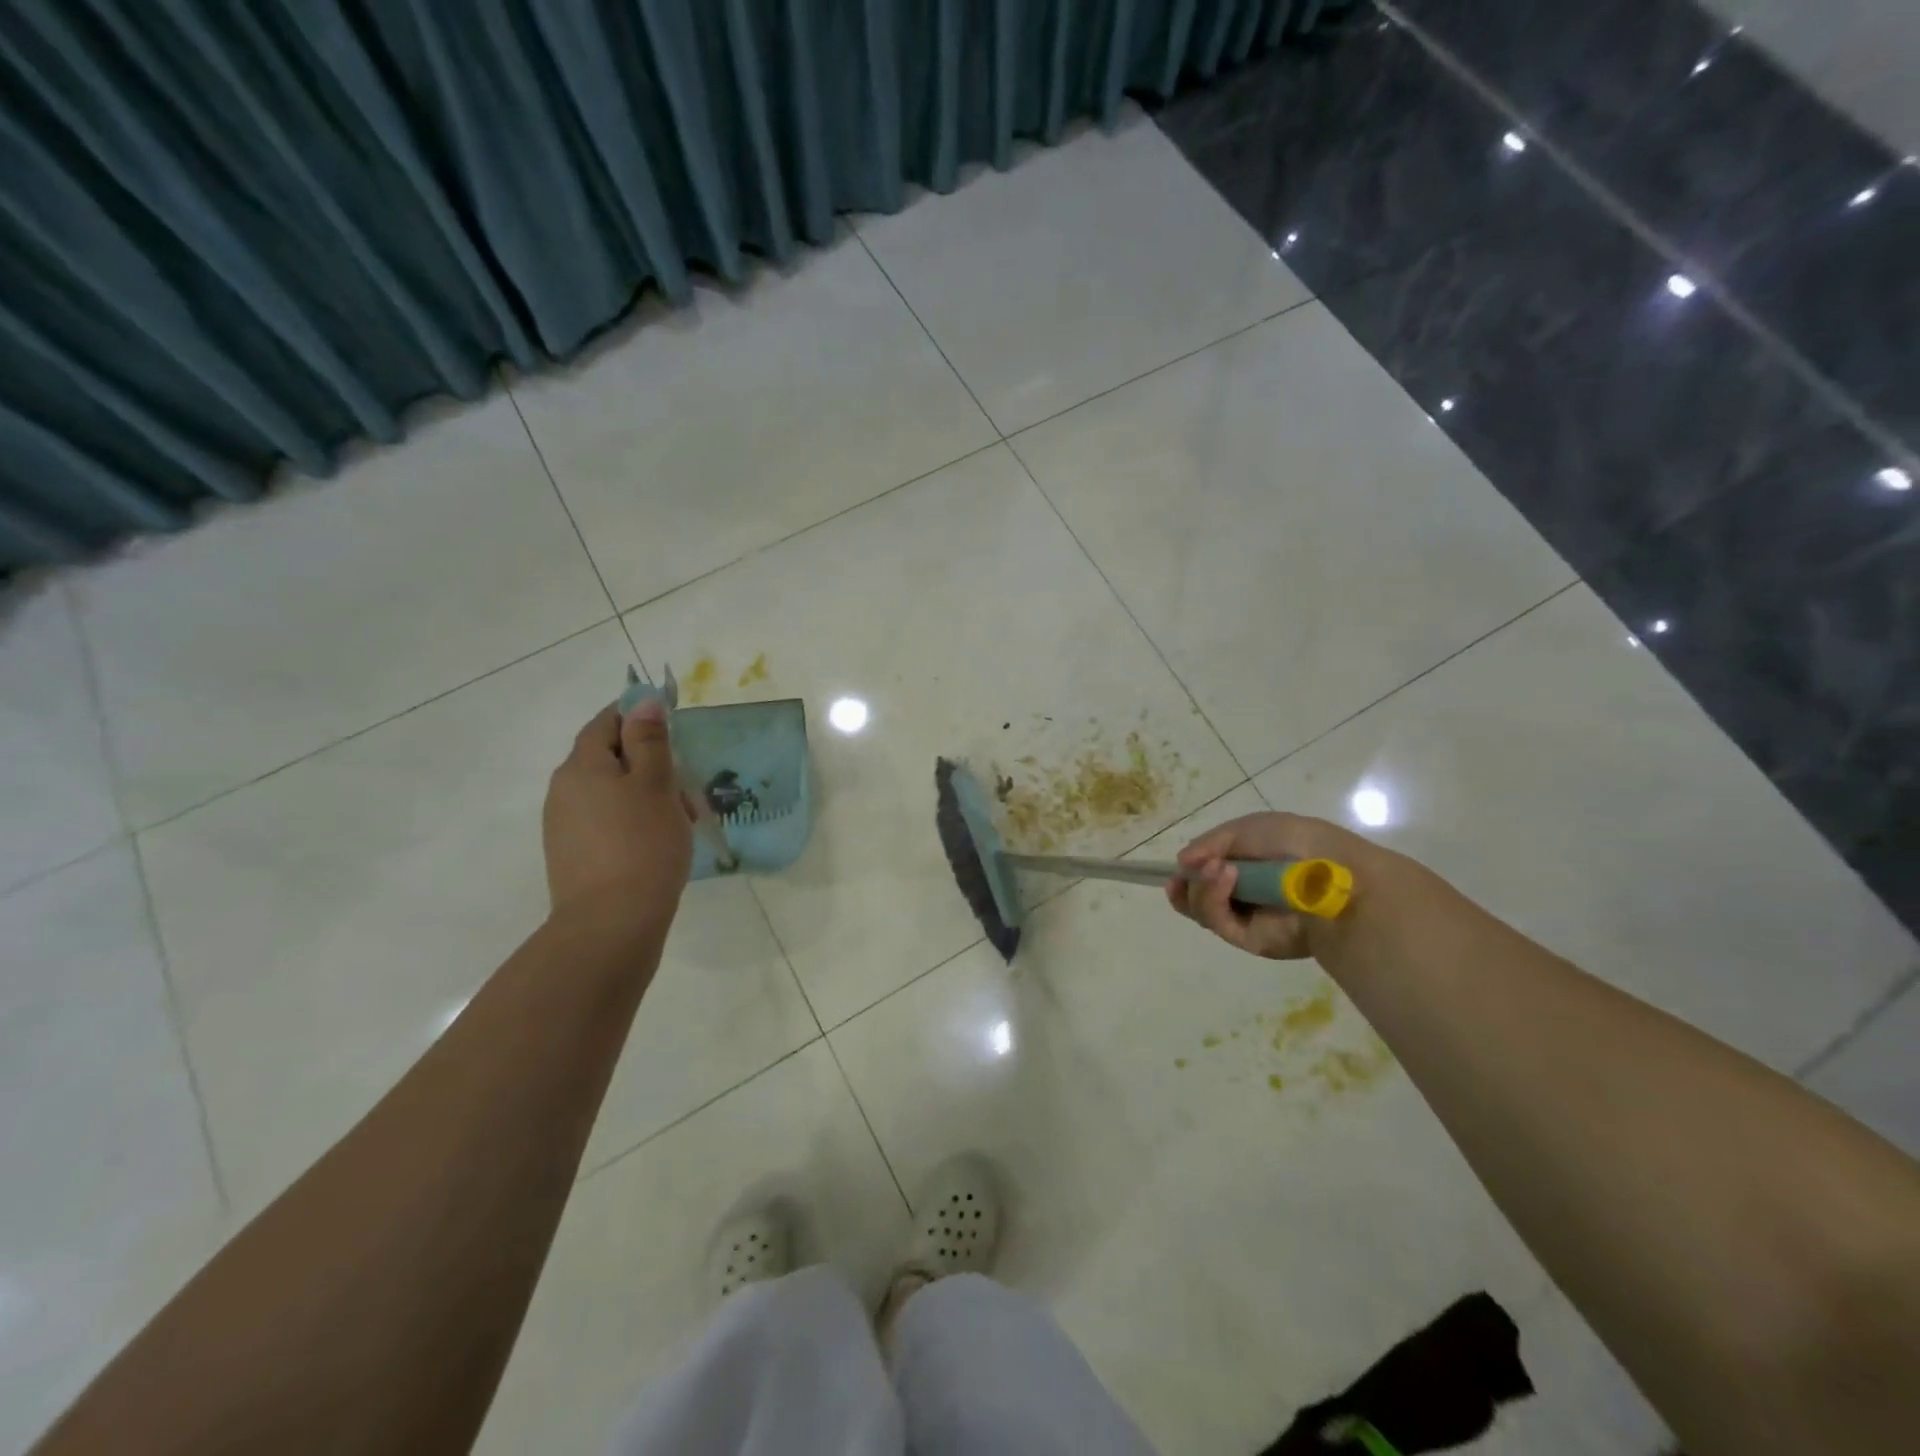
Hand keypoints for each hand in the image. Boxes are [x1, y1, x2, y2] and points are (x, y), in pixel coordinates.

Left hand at [543, 699, 693, 931]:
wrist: (611, 924)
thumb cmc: (642, 844)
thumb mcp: (656, 785)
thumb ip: (650, 740)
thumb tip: (643, 702)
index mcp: (582, 765)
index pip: (607, 722)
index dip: (638, 717)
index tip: (673, 730)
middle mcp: (564, 789)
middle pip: (609, 758)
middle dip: (649, 763)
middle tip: (687, 787)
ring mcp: (564, 825)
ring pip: (610, 792)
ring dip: (645, 795)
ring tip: (680, 820)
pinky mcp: (573, 855)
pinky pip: (606, 821)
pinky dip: (633, 821)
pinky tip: (658, 844)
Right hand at [1167, 811, 1390, 959]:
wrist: (1333, 875)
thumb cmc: (1296, 842)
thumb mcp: (1248, 828)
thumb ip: (1211, 843)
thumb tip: (1182, 862)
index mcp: (1246, 866)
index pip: (1205, 874)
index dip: (1188, 872)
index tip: (1177, 868)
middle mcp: (1243, 894)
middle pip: (1195, 896)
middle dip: (1188, 883)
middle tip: (1192, 871)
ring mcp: (1246, 918)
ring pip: (1201, 910)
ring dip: (1201, 887)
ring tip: (1218, 869)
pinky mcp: (1251, 940)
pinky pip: (1218, 923)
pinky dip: (1213, 899)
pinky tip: (1226, 877)